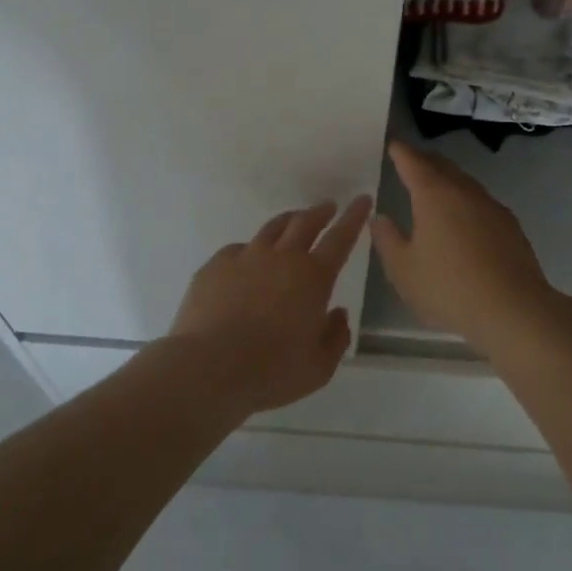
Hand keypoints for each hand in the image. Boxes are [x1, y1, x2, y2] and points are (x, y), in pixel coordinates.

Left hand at [170, 198, 370, 414]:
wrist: (208, 368)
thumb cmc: (271, 371)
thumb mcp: (319, 367)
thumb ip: (336, 338)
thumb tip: (338, 314)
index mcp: (313, 277)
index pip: (341, 238)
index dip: (354, 217)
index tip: (362, 199)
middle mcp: (282, 257)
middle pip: (305, 222)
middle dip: (321, 212)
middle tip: (328, 207)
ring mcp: (246, 257)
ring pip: (272, 229)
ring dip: (288, 222)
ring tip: (293, 222)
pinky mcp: (216, 266)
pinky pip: (238, 249)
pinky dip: (250, 251)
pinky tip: (247, 262)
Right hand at [370, 141, 560, 348]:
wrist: (513, 309)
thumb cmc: (449, 288)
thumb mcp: (404, 270)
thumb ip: (388, 240)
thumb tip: (380, 217)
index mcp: (434, 195)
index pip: (414, 163)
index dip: (402, 153)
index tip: (394, 145)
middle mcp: (464, 191)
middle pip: (442, 166)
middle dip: (425, 161)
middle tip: (411, 160)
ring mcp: (491, 206)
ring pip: (464, 182)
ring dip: (448, 179)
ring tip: (435, 187)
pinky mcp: (510, 225)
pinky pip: (480, 201)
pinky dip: (466, 200)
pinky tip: (464, 217)